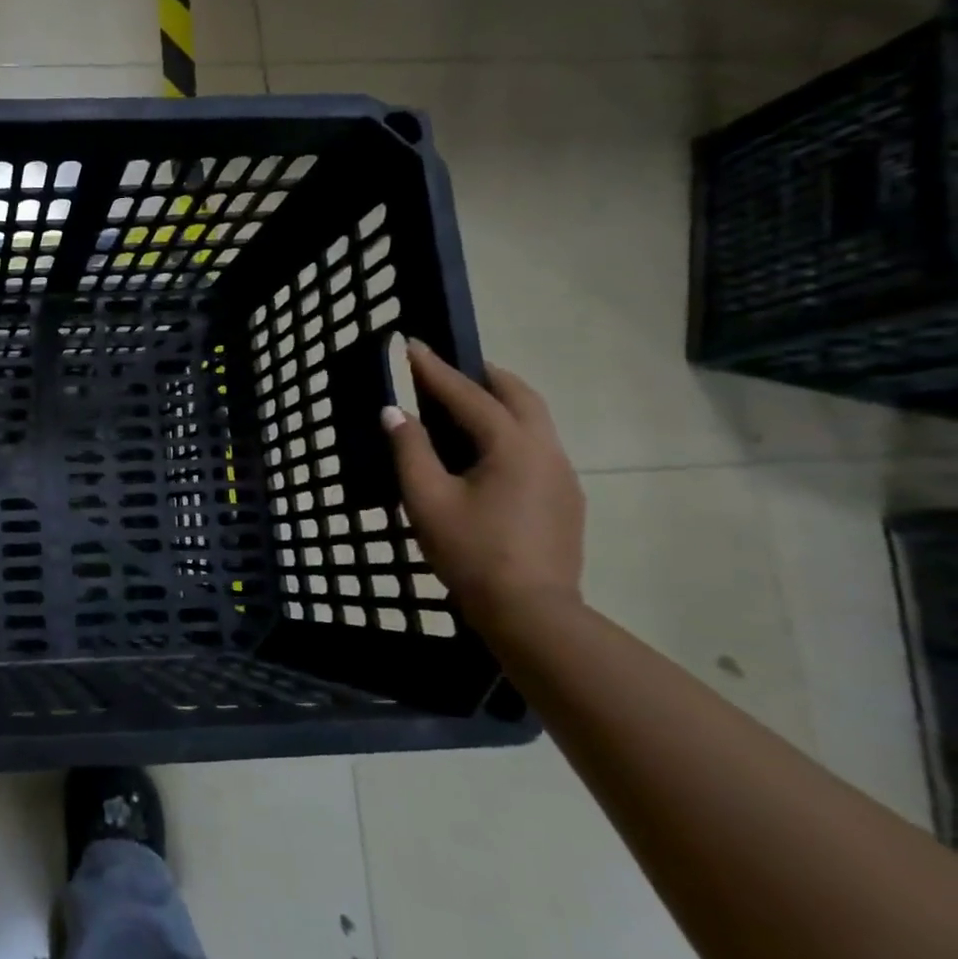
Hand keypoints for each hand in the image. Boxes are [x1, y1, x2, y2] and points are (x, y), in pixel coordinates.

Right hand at [382, 341, 584, 621]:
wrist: (531, 613)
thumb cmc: (472, 551)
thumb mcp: (426, 499)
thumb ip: (410, 450)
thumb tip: (394, 412)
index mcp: (512, 446)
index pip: (468, 394)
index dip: (435, 369)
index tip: (412, 344)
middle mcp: (545, 450)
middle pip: (519, 396)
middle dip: (483, 375)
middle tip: (448, 368)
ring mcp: (562, 475)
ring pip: (534, 421)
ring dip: (500, 403)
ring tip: (464, 405)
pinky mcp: (565, 498)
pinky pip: (536, 446)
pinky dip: (509, 430)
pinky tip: (484, 452)